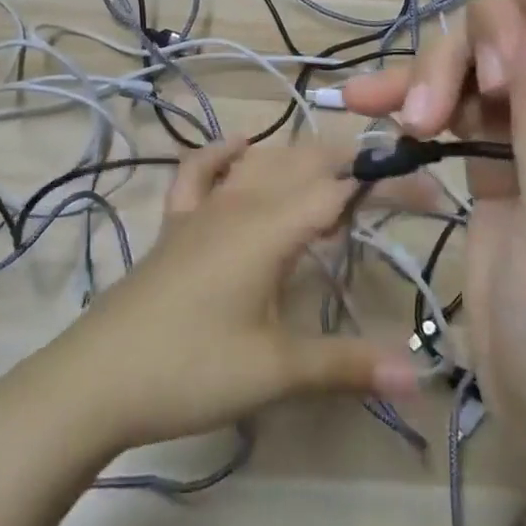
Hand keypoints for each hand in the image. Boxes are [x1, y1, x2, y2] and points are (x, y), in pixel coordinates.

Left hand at [43, 141, 419, 454]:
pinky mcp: (174, 227)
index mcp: (269, 227)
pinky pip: (199, 175)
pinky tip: (239, 146)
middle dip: (352, 163)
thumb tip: (422, 375)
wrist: (95, 380)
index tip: (431, 194)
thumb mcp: (276, 370)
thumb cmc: (190, 370)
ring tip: (338, 178)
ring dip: (302, 159)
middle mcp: (239, 204)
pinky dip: (221, 155)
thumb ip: (347, 365)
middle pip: (303, 162)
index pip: (341, 189)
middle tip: (395, 188)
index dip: (388, 184)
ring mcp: (201, 212)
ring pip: (259, 164)